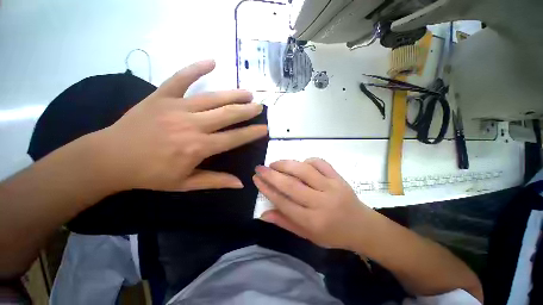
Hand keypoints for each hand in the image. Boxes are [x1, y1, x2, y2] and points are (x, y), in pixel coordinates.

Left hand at [95, 59, 267, 191]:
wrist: (111, 158)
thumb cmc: (151, 174)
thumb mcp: (186, 184)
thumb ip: (216, 181)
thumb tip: (241, 184)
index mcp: (199, 147)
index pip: (234, 138)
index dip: (251, 133)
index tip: (264, 128)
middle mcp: (192, 125)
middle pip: (228, 114)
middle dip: (247, 110)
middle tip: (259, 107)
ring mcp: (177, 107)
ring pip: (213, 98)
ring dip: (234, 94)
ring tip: (248, 93)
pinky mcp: (161, 96)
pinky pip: (181, 78)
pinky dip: (196, 68)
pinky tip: (212, 61)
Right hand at [253, 158, 371, 249]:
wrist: (362, 227)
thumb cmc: (332, 234)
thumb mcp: (307, 235)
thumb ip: (285, 222)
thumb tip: (263, 214)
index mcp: (312, 221)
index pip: (283, 202)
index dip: (267, 189)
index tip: (256, 179)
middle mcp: (321, 203)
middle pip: (291, 185)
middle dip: (272, 175)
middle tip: (260, 168)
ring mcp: (332, 187)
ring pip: (304, 170)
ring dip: (286, 164)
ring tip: (275, 163)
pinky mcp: (338, 178)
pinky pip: (320, 163)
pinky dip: (307, 160)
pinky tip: (301, 164)